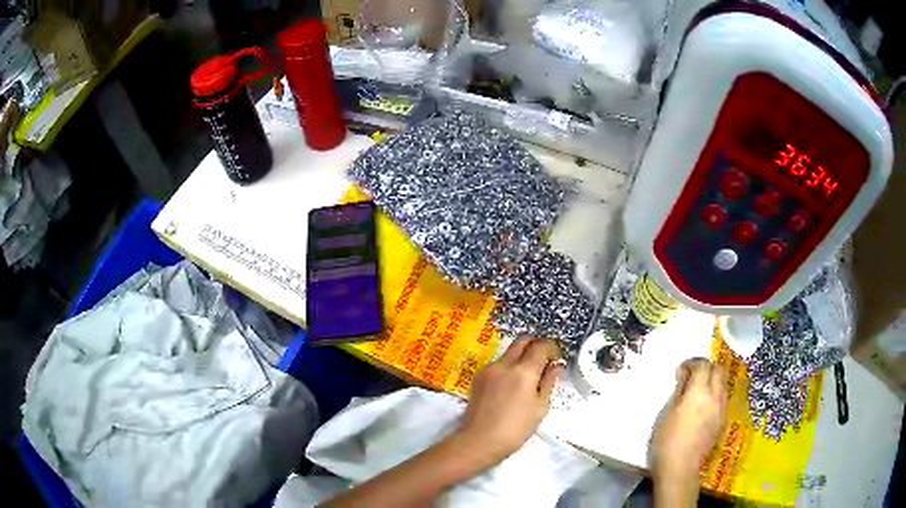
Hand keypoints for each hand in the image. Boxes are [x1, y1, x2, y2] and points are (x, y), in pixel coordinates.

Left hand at [456, 338, 561, 464]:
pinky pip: (498, 363)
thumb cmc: (516, 429)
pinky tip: (513, 384)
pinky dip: (509, 365)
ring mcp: (489, 369)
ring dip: (522, 354)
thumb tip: (556, 365)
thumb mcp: (540, 407)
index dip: (552, 347)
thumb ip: (549, 382)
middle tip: (545, 358)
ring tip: (530, 374)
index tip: (557, 356)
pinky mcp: (479, 377)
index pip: (541, 346)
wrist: (480, 441)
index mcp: (524, 371)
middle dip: (536, 343)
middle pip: (522, 340)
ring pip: (509, 351)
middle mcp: (505, 364)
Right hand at [652, 358, 727, 483]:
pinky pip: (722, 399)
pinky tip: (703, 407)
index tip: (681, 370)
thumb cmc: (666, 441)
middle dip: (706, 368)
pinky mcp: (722, 421)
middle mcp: (715, 396)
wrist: (680, 468)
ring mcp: (722, 409)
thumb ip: (678, 391)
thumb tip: (684, 375)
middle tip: (691, 376)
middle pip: (718, 370)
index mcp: (699, 392)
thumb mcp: (666, 413)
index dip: (692, 363)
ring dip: (712, 381)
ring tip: (697, 391)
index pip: (703, 365)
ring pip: (723, 384)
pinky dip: (715, 395)